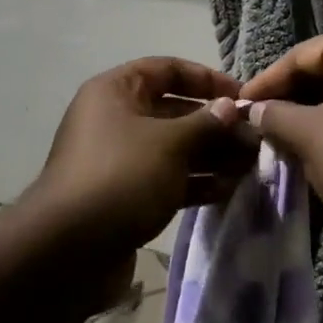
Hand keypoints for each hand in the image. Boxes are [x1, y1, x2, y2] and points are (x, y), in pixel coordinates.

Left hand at [28, 56, 257, 259]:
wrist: (68, 253)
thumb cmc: (120, 178)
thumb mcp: (169, 144)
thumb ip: (205, 123)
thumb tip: (230, 106)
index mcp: (116, 91)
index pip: (167, 69)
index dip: (205, 78)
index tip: (241, 96)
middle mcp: (116, 118)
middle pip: (173, 110)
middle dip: (215, 123)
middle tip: (254, 138)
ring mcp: (121, 159)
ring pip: (174, 147)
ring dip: (211, 154)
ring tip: (250, 165)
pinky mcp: (127, 195)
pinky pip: (167, 178)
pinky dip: (195, 181)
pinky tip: (228, 189)